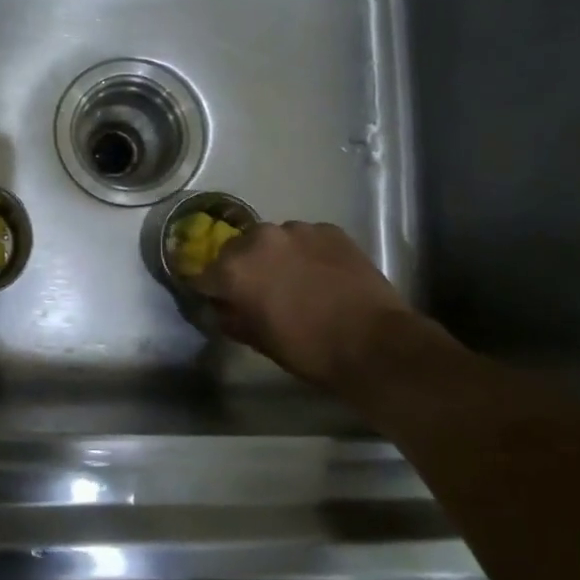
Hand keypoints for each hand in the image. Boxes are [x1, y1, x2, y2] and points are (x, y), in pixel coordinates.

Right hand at [192, 221, 458, 398]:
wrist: (375, 343)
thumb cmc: (309, 349)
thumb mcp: (259, 341)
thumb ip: (232, 318)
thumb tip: (222, 308)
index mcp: (235, 268)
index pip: (204, 274)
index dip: (210, 289)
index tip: (218, 300)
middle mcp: (260, 238)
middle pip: (237, 249)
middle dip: (242, 267)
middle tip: (259, 291)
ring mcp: (298, 230)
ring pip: (274, 240)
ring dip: (275, 256)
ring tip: (295, 280)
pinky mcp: (329, 230)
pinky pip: (306, 239)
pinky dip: (306, 253)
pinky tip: (321, 275)